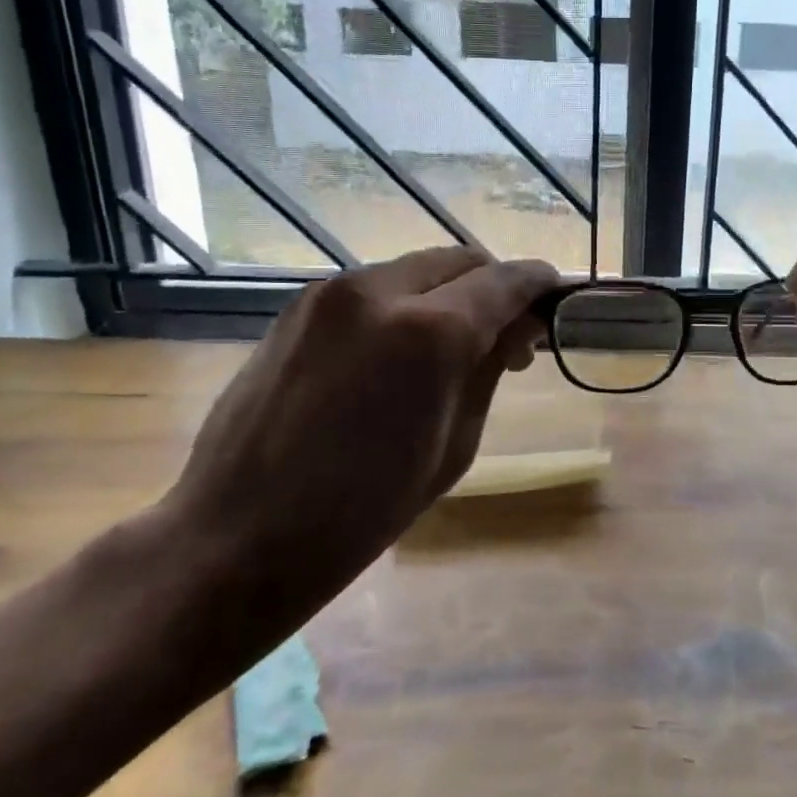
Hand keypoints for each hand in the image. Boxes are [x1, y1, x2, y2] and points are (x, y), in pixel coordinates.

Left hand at [165, 247, 557, 618]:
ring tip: (452, 346)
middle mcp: (380, 291)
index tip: (555, 296)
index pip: (504, 281)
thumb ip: (489, 370)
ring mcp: (331, 293)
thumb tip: (517, 328)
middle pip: (461, 261)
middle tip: (506, 335)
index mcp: (429, 332)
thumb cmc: (365, 510)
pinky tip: (399, 351)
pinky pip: (375, 288)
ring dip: (448, 294)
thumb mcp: (455, 444)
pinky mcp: (299, 307)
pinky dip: (405, 304)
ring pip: (416, 270)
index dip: (538, 283)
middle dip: (493, 286)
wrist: (241, 535)